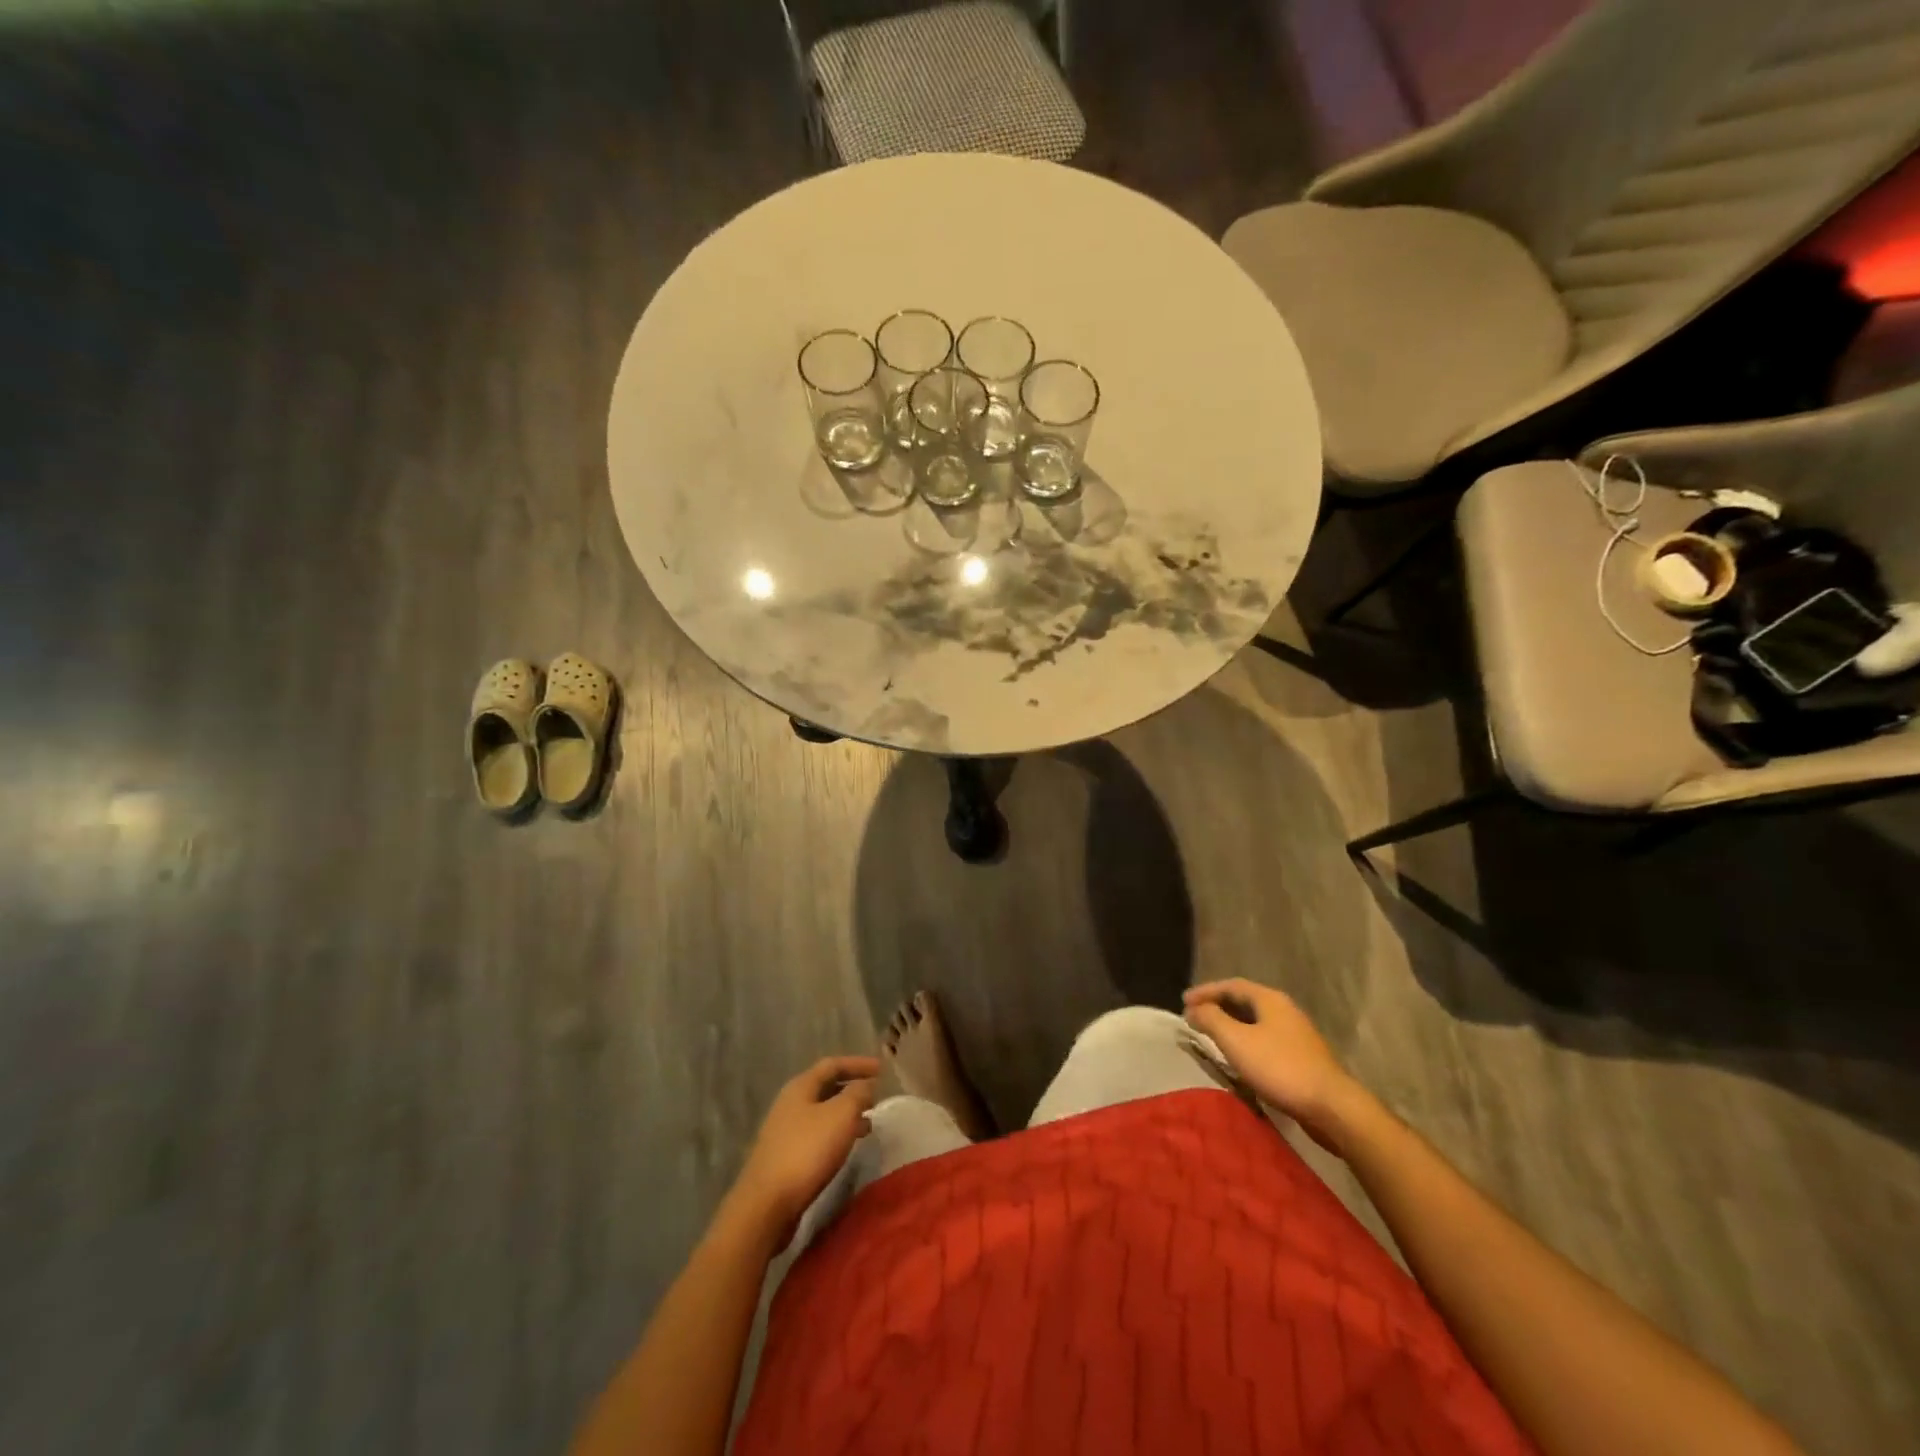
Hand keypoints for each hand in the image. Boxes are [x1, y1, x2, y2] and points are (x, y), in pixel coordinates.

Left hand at [728, 1056, 879, 1234]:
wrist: (767, 1204)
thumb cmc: (807, 1151)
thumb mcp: (841, 1115)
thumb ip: (857, 1094)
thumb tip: (866, 1084)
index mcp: (801, 1086)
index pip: (832, 1064)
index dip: (858, 1063)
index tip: (882, 1069)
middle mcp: (790, 1103)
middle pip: (825, 1087)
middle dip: (852, 1089)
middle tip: (876, 1096)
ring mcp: (784, 1131)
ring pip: (822, 1113)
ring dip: (846, 1114)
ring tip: (868, 1123)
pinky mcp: (785, 1156)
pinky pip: (817, 1134)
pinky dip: (836, 1133)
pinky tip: (846, 1147)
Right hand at [1184, 980, 1364, 1146]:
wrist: (1331, 1107)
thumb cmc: (1279, 1067)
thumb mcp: (1236, 1040)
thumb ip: (1211, 1019)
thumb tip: (1193, 1008)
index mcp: (1270, 999)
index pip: (1231, 985)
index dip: (1205, 991)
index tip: (1183, 1002)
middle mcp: (1285, 1010)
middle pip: (1245, 1001)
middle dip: (1218, 1006)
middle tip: (1196, 1016)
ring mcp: (1297, 1034)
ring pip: (1257, 1021)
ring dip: (1232, 1025)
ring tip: (1213, 1036)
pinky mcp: (1303, 1057)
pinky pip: (1266, 1039)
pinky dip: (1246, 1041)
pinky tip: (1240, 1057)